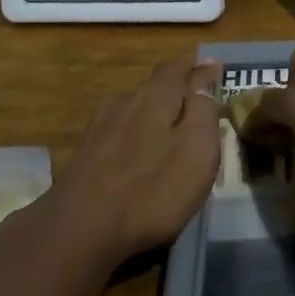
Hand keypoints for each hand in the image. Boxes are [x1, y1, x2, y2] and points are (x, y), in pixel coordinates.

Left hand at [49, 55, 222, 262]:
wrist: (80, 228)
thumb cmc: (152, 190)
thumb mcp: (196, 150)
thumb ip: (203, 112)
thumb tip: (203, 82)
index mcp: (155, 96)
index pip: (179, 68)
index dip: (199, 68)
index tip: (214, 68)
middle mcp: (125, 101)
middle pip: (155, 86)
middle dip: (177, 90)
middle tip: (196, 101)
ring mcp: (100, 126)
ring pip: (134, 108)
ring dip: (154, 113)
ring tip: (169, 128)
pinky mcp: (85, 152)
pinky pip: (119, 132)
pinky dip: (135, 135)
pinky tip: (138, 152)